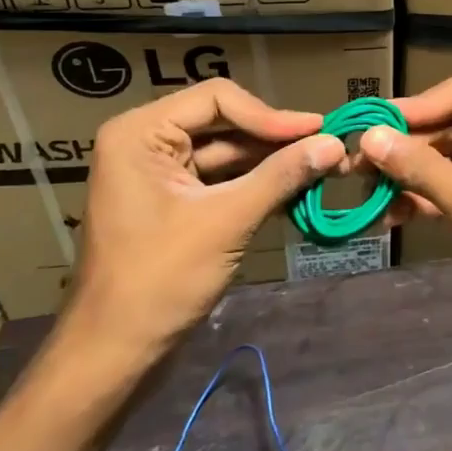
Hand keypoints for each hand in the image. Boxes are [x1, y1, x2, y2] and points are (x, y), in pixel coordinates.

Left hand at [56, 80, 342, 381]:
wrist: (115, 351)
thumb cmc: (160, 279)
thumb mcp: (227, 221)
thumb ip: (281, 176)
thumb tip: (336, 144)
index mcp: (141, 133)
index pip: (217, 99)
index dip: (271, 114)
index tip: (319, 131)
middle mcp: (146, 142)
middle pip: (224, 122)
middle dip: (276, 138)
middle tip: (330, 147)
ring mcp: (159, 173)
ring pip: (227, 152)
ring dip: (272, 161)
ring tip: (323, 167)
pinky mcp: (173, 202)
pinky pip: (221, 180)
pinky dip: (257, 184)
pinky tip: (297, 189)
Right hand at [359, 74, 451, 373]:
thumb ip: (421, 167)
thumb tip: (369, 137)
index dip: (421, 104)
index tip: (375, 123)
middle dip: (409, 143)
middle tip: (358, 161)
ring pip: (448, 162)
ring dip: (409, 173)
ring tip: (365, 188)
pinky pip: (450, 193)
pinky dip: (421, 199)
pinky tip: (389, 214)